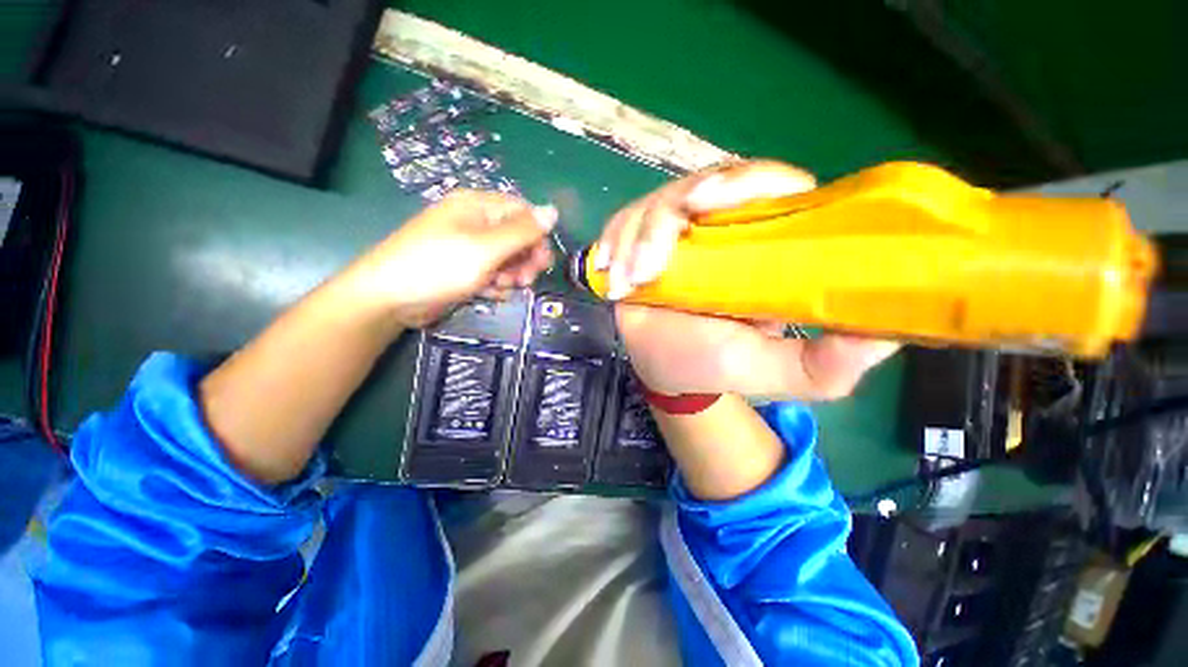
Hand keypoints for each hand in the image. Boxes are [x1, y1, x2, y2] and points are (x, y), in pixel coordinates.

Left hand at [346, 190, 555, 327]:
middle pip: (518, 237)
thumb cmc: (438, 266)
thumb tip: (553, 210)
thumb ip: (522, 231)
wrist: (390, 298)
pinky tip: (488, 293)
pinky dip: (496, 284)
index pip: (523, 212)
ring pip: (508, 258)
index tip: (542, 262)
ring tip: (499, 286)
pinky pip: (494, 272)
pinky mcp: (465, 268)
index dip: (537, 236)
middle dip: (525, 260)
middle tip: (523, 280)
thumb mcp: (486, 248)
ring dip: (511, 275)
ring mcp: (470, 247)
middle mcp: (475, 222)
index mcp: (478, 206)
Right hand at [600, 161, 897, 399]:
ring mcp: (679, 230)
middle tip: (655, 254)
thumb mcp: (776, 371)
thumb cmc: (717, 365)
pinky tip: (611, 269)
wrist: (667, 369)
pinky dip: (616, 239)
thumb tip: (887, 332)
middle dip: (673, 209)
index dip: (746, 184)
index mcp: (765, 245)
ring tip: (629, 280)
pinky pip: (628, 219)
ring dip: (638, 236)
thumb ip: (826, 361)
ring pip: (659, 201)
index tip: (709, 205)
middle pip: (706, 182)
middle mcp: (723, 227)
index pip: (771, 186)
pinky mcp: (643, 238)